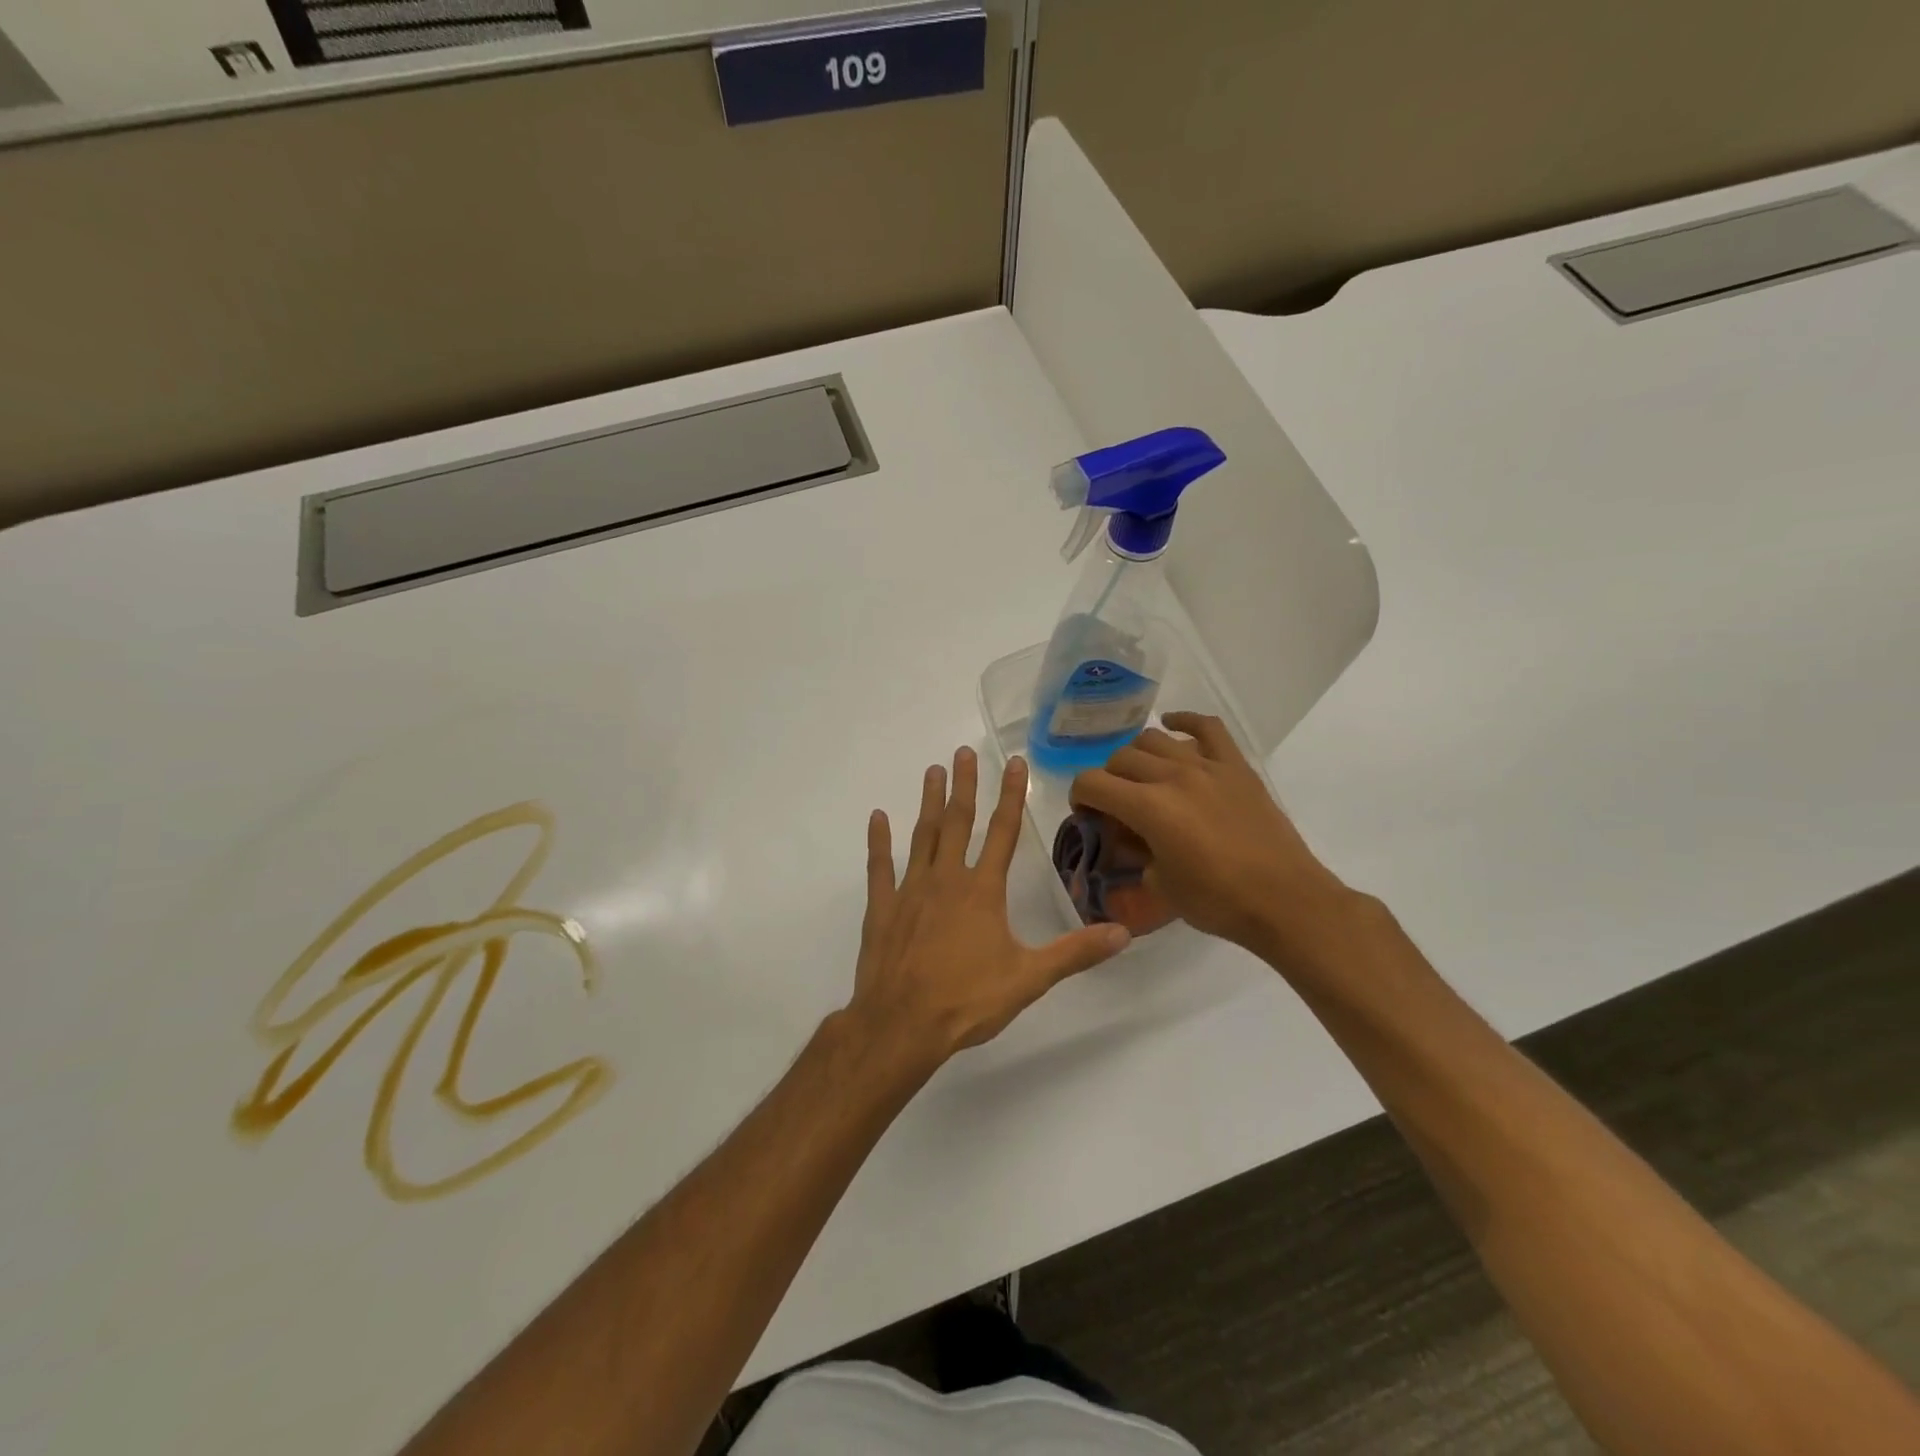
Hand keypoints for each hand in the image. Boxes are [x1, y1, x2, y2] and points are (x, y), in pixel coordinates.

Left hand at [850, 747, 1131, 1060]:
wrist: (901, 1025)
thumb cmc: (967, 1001)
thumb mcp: (1029, 979)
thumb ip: (1075, 953)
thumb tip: (1124, 933)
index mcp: (982, 891)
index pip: (1003, 833)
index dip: (1010, 796)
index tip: (1014, 762)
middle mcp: (946, 880)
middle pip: (958, 823)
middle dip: (964, 786)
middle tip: (962, 752)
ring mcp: (910, 891)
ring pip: (922, 836)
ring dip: (929, 803)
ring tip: (933, 771)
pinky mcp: (882, 908)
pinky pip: (880, 867)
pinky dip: (879, 841)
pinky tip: (877, 818)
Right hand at [1070, 713, 1351, 958]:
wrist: (1284, 900)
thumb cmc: (1218, 901)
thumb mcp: (1159, 886)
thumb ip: (1136, 853)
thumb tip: (1131, 838)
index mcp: (1149, 807)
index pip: (1092, 783)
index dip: (1079, 797)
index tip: (1086, 814)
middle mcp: (1173, 776)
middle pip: (1121, 758)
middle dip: (1108, 780)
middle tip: (1116, 805)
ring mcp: (1207, 766)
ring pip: (1155, 739)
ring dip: (1138, 755)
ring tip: (1143, 776)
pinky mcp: (1236, 767)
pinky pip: (1207, 727)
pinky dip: (1184, 721)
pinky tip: (1173, 727)